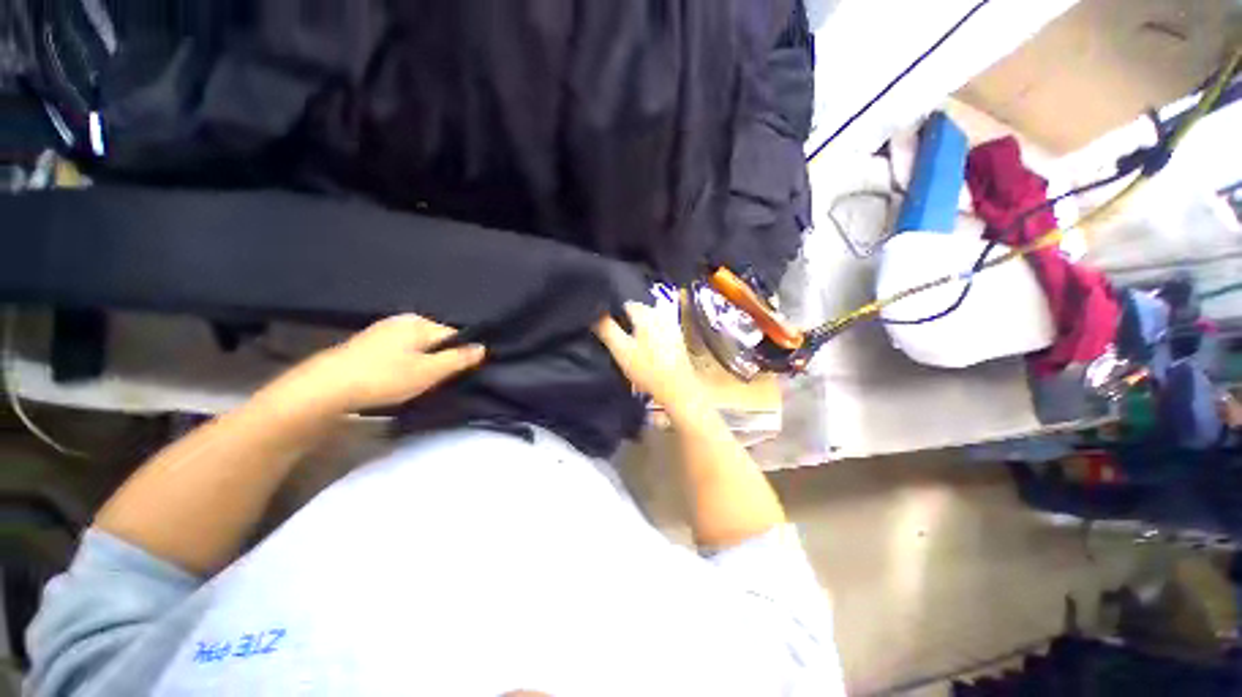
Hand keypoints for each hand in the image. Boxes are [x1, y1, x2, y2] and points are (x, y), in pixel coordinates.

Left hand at [276, 314, 485, 413]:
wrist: (325, 388)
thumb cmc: (384, 377)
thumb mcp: (429, 372)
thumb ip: (459, 359)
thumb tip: (483, 347)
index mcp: (418, 322)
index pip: (454, 335)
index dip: (460, 354)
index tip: (456, 374)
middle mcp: (401, 320)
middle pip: (435, 340)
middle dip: (439, 359)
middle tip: (434, 382)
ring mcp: (382, 330)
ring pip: (416, 347)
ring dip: (421, 363)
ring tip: (413, 383)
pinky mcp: (367, 344)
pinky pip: (399, 351)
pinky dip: (403, 364)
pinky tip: (394, 379)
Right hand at [594, 302, 700, 414]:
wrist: (678, 388)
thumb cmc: (647, 369)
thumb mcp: (621, 349)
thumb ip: (606, 329)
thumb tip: (594, 313)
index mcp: (647, 313)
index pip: (624, 303)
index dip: (612, 314)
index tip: (605, 328)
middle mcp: (661, 314)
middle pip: (637, 312)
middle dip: (625, 322)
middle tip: (616, 340)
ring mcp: (672, 326)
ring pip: (648, 322)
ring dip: (637, 331)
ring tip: (629, 348)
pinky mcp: (677, 339)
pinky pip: (658, 331)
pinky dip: (649, 338)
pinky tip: (645, 354)